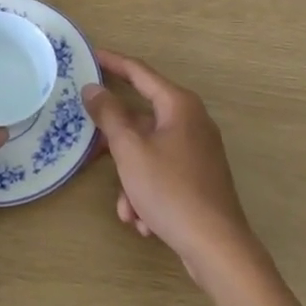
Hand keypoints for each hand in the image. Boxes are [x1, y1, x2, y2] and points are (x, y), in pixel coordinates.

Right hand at [83, 49, 256, 282]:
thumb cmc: (170, 190)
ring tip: (125, 208)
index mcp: (178, 105)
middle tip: (88, 143)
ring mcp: (197, 151)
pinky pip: (162, 173)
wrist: (218, 249)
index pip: (139, 72)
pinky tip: (142, 221)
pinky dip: (147, 191)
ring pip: (149, 151)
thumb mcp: (130, 150)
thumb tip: (93, 88)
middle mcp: (191, 121)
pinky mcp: (199, 178)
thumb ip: (109, 115)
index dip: (112, 62)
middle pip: (141, 118)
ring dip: (130, 177)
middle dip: (115, 140)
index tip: (89, 56)